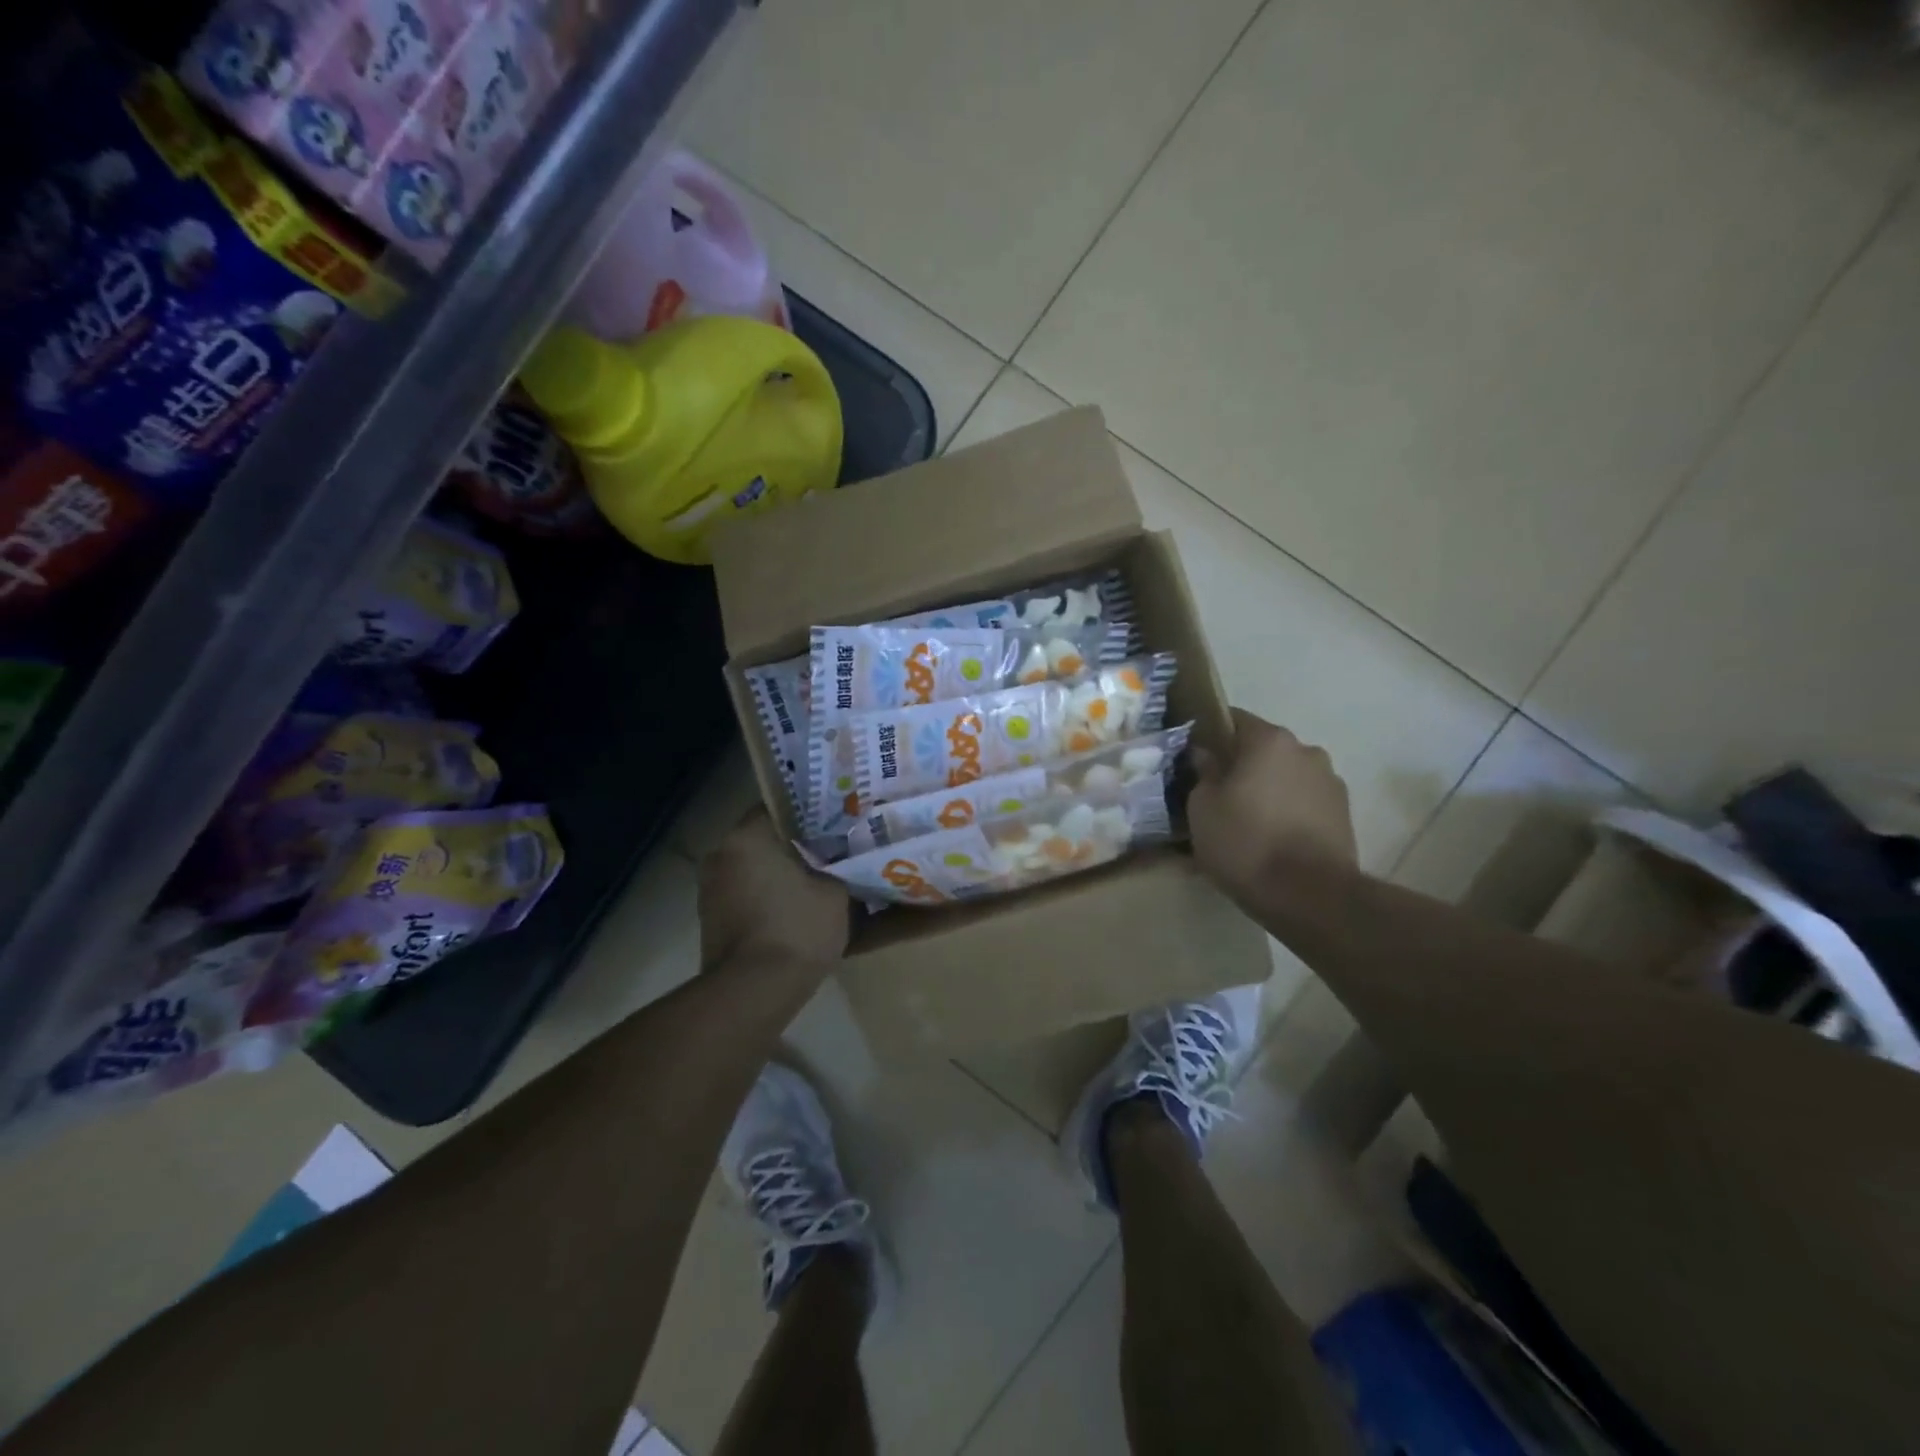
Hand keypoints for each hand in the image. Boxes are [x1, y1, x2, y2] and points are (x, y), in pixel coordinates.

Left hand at [698, 809, 850, 969]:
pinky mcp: (710, 920)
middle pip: (764, 839)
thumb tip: (838, 863)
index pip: (780, 808)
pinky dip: (767, 897)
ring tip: (816, 880)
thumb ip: (836, 868)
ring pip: (753, 868)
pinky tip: (795, 908)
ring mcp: (710, 889)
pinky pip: (745, 895)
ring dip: (779, 873)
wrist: (754, 992)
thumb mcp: (836, 893)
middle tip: (830, 850)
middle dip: (795, 846)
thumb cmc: (797, 929)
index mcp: (747, 837)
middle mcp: (720, 854)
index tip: (834, 823)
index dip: (810, 815)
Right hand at [1189, 709, 1357, 907]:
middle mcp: (1306, 751)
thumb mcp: (1202, 808)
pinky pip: (1303, 803)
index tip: (1194, 758)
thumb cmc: (1246, 843)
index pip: (1233, 719)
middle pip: (1263, 750)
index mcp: (1269, 741)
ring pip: (1285, 777)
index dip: (1210, 735)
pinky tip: (1271, 841)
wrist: (1311, 897)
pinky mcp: (1344, 815)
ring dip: (1267, 791)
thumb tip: (1206, 756)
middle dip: (1240, 767)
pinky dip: (1287, 813)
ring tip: (1246, 824)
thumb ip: (1203, 773)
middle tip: (1217, 796)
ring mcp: (1330, 783)